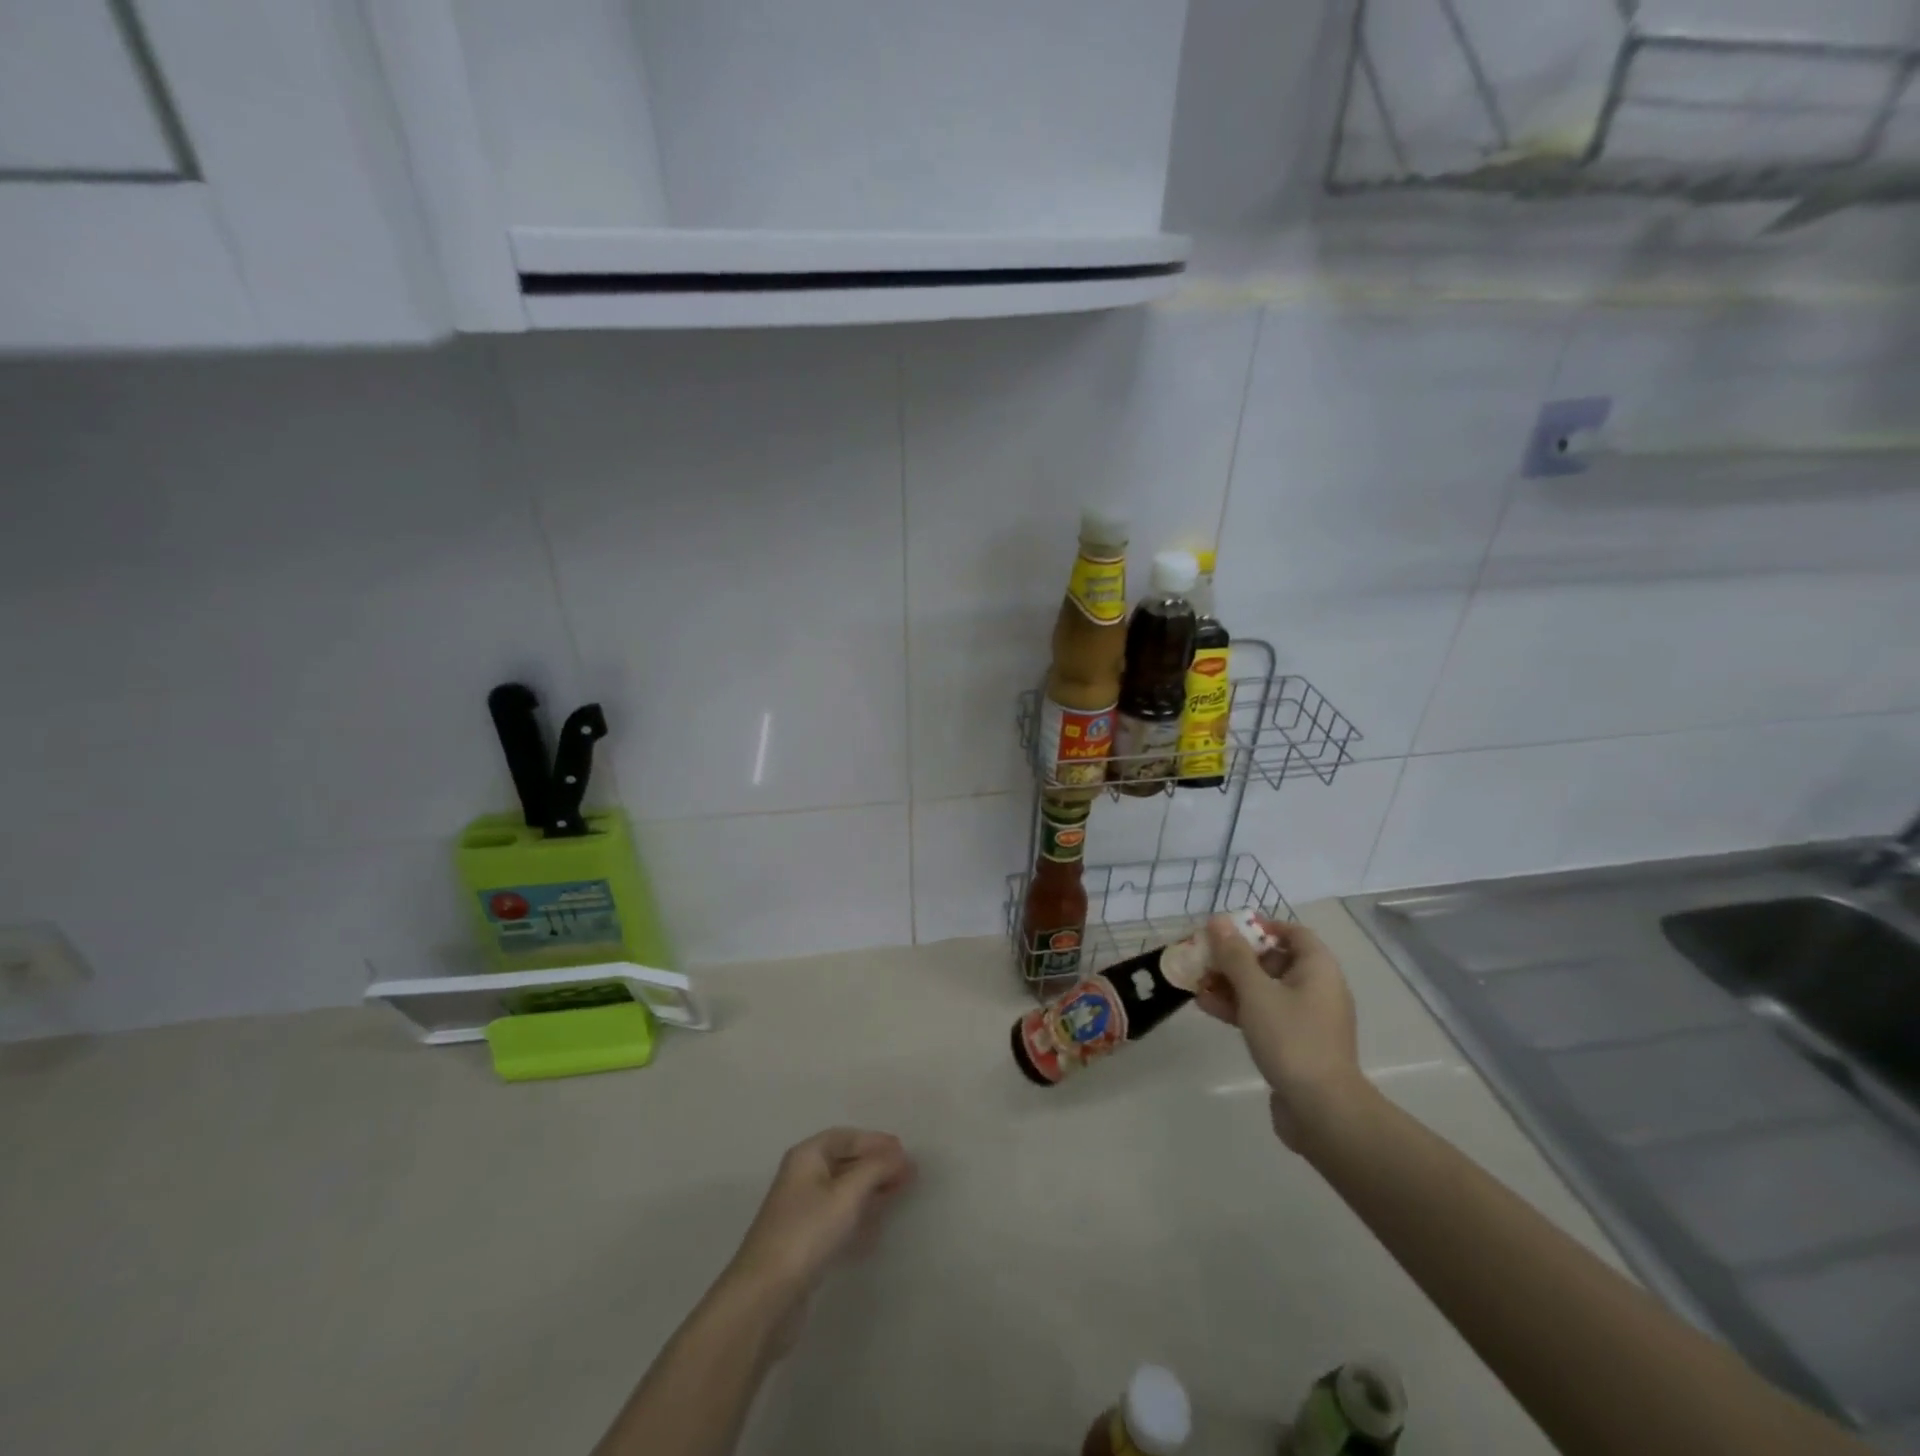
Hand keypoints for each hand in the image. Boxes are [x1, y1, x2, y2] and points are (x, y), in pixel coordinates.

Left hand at [728, 1128, 916, 1300]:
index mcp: (806, 1157)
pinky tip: (875, 1229)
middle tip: (907, 1174)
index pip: (845, 1137)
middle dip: (875, 1166)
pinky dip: (858, 1217)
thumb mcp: (847, 1194)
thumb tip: (901, 1155)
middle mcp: (801, 1178)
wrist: (764, 1297)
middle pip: (844, 1162)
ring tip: (897, 1195)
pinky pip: (837, 1219)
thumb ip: (876, 1169)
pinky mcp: (803, 1243)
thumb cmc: (807, 1233)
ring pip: (842, 1192)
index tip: (903, 1151)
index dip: (875, 1141)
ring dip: (869, 1191)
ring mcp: (800, 1212)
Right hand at [1194, 916, 1367, 1149]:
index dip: (1261, 926)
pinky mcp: (1296, 1043)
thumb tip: (1219, 921)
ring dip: (1232, 983)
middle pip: (1274, 960)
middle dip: (1237, 957)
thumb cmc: (1291, 1038)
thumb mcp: (1256, 992)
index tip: (1229, 929)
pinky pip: (1265, 1014)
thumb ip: (1235, 955)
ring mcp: (1307, 1018)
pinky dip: (1239, 1007)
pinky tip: (1207, 1007)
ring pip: (1265, 989)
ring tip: (1197, 982)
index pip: (1293, 932)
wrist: (1322, 1110)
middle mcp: (1317, 988)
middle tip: (1205, 956)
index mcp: (1318, 969)